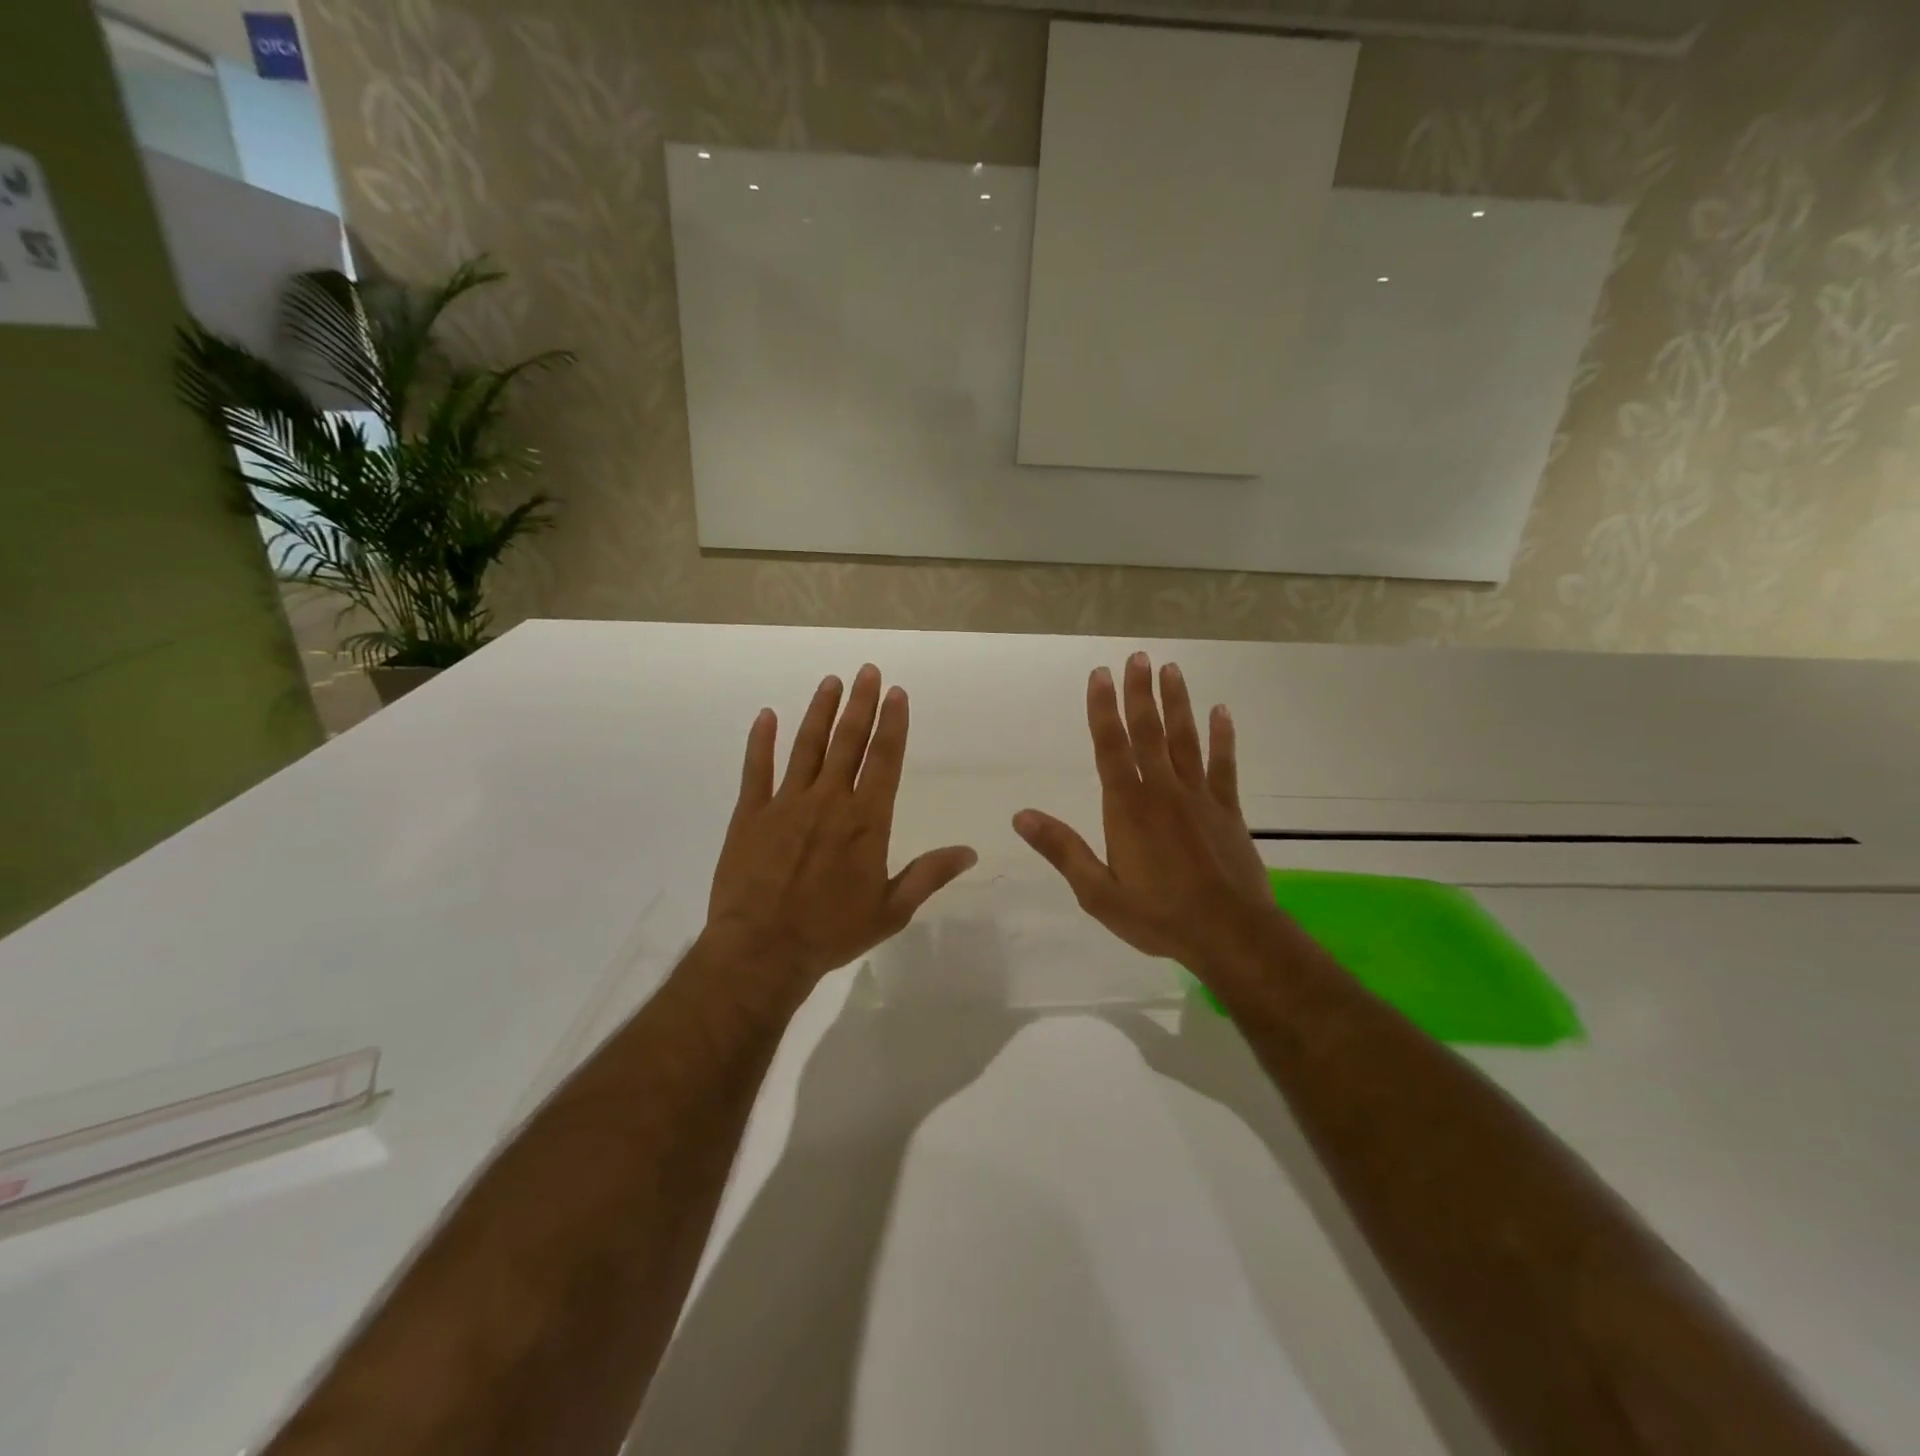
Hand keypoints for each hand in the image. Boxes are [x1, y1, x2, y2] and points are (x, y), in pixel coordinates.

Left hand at [704, 664, 977, 993]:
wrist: (763, 950)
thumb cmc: (832, 932)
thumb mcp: (891, 909)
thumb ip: (929, 874)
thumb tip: (970, 852)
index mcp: (867, 820)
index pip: (885, 759)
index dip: (893, 724)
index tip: (896, 693)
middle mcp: (829, 800)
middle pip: (848, 741)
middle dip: (860, 703)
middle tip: (866, 670)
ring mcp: (787, 803)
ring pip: (806, 745)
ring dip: (820, 711)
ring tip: (831, 681)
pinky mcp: (751, 814)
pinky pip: (757, 768)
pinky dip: (761, 740)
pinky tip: (766, 715)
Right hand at [1013, 652, 1277, 977]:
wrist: (1230, 935)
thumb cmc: (1158, 916)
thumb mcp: (1098, 892)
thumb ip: (1062, 850)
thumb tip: (1021, 816)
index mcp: (1128, 808)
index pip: (1110, 747)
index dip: (1102, 709)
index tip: (1099, 675)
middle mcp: (1162, 791)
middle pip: (1148, 732)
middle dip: (1140, 693)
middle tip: (1137, 656)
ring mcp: (1199, 797)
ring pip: (1185, 739)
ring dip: (1177, 703)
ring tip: (1171, 670)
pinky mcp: (1227, 810)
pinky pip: (1224, 765)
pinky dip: (1223, 737)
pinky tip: (1221, 711)